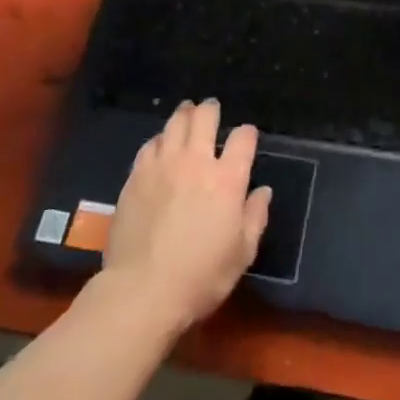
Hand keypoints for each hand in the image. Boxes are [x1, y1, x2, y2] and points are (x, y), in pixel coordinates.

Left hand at [100, 99, 271, 333]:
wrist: (142, 290)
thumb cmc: (201, 276)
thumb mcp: (242, 253)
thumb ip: (255, 216)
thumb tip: (263, 191)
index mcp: (227, 179)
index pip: (243, 139)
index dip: (247, 133)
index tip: (247, 136)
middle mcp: (196, 162)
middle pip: (204, 119)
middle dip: (210, 110)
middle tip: (211, 108)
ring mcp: (162, 166)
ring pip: (174, 125)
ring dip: (183, 116)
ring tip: (186, 112)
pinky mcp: (136, 177)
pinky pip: (150, 145)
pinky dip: (160, 139)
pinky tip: (160, 144)